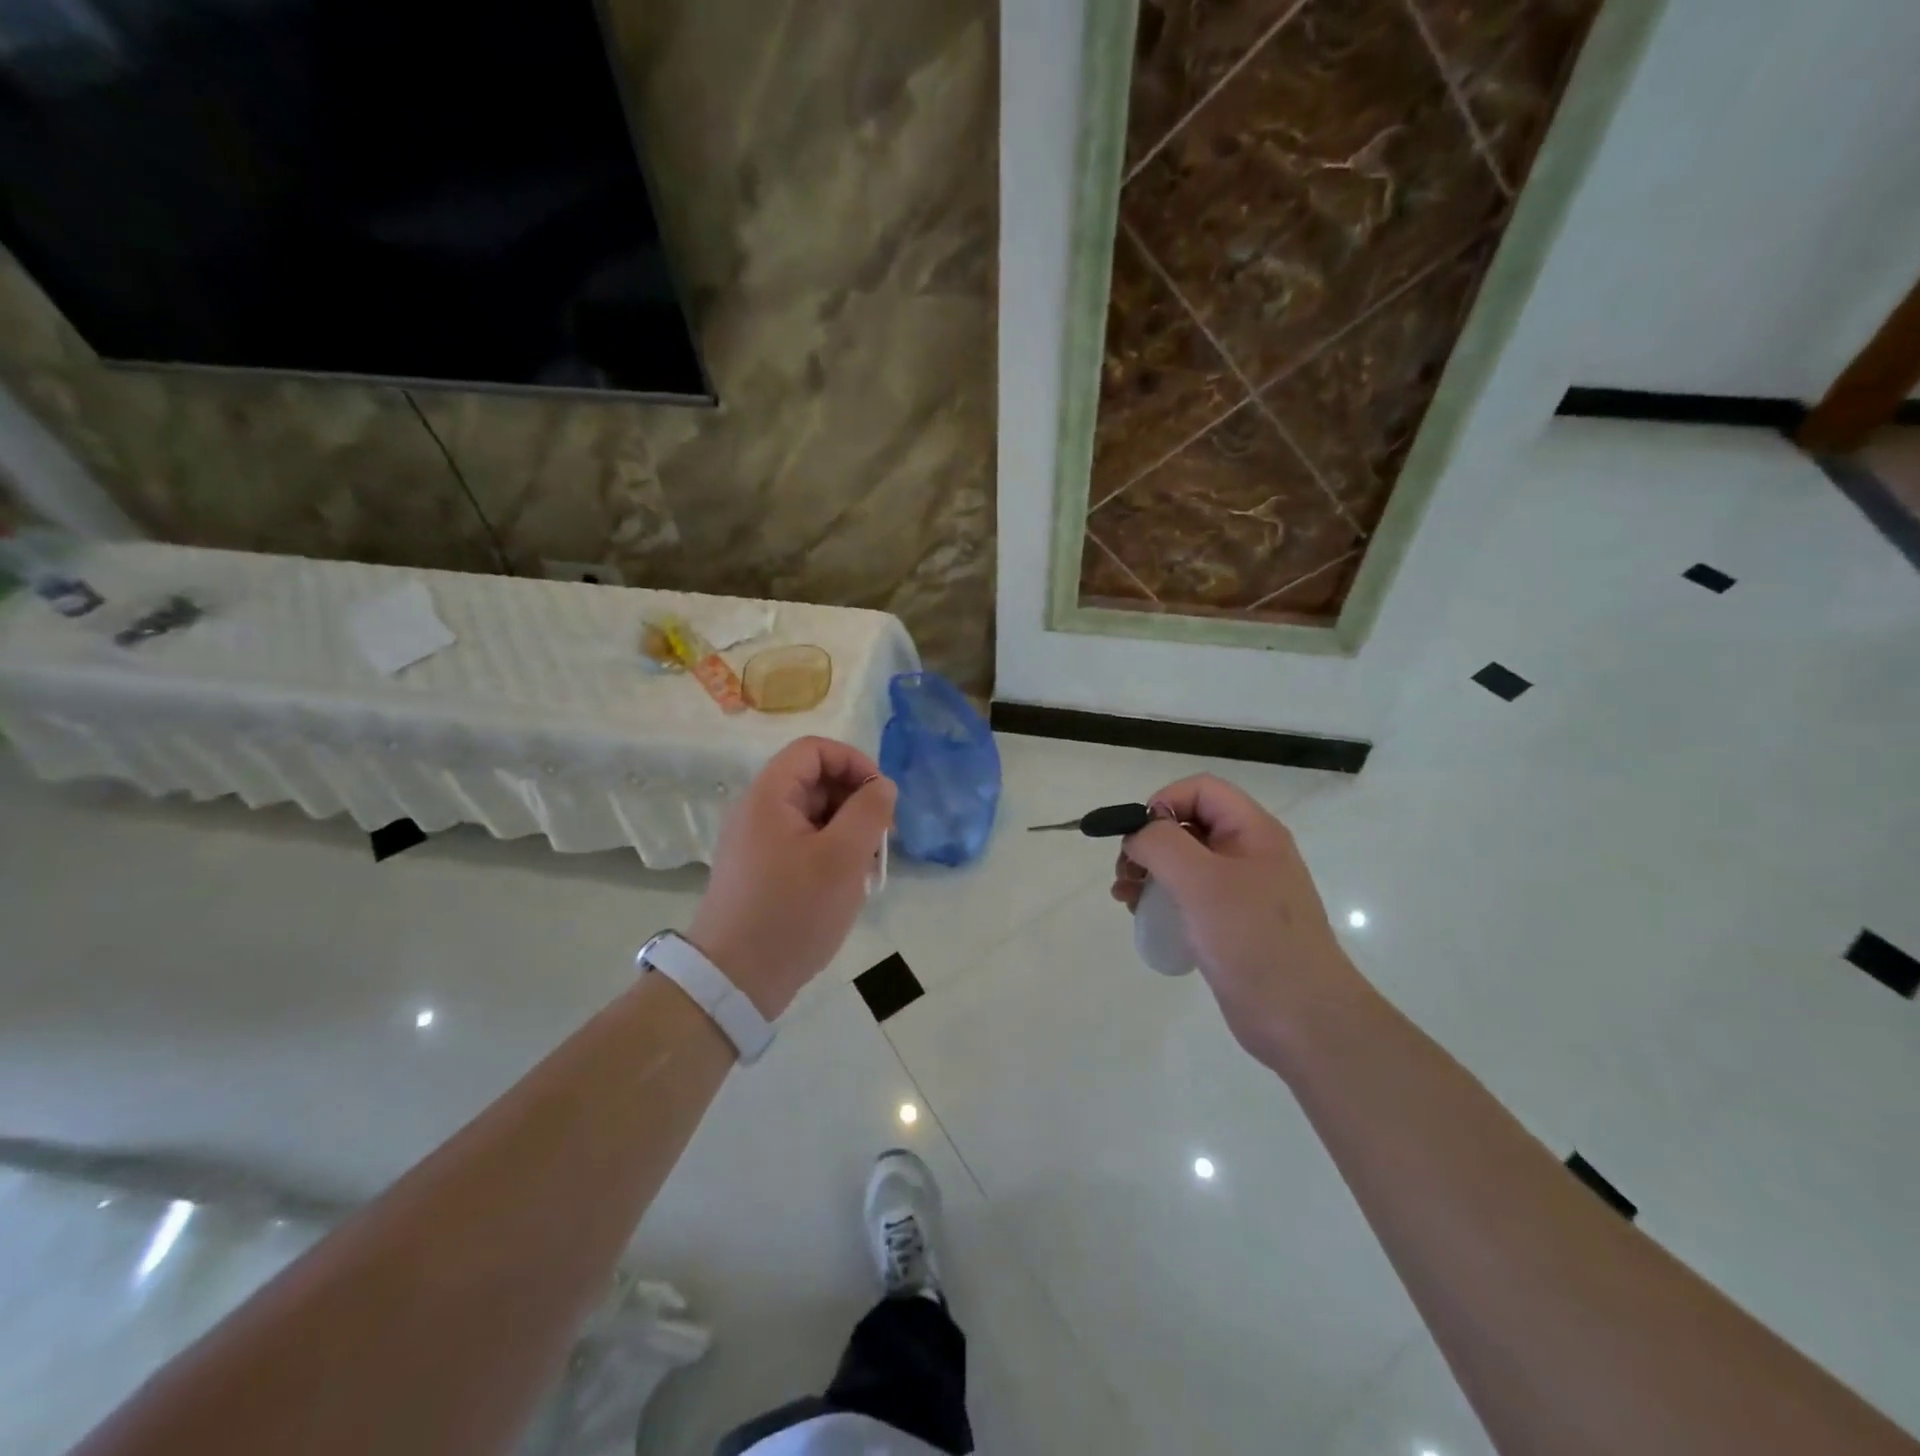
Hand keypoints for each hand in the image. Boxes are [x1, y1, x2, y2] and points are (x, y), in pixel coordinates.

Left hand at [688, 736, 895, 1019]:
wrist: (734, 981)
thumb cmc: (792, 912)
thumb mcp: (843, 858)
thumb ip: (869, 811)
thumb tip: (883, 785)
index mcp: (769, 796)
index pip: (814, 750)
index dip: (853, 762)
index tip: (882, 796)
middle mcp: (757, 811)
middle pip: (813, 780)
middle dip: (855, 799)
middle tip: (882, 837)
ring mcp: (756, 843)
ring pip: (811, 815)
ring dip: (846, 829)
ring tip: (868, 865)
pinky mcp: (760, 871)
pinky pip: (801, 842)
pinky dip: (830, 851)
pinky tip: (846, 883)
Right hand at [1113, 775, 1362, 1066]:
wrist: (1302, 1021)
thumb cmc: (1253, 941)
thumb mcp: (1202, 881)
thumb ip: (1162, 843)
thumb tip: (1138, 835)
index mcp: (1253, 831)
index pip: (1200, 790)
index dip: (1163, 803)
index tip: (1139, 840)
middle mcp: (1248, 853)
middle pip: (1188, 823)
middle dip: (1148, 841)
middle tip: (1125, 874)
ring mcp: (1240, 890)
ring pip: (1184, 861)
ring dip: (1148, 870)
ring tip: (1124, 896)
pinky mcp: (1230, 923)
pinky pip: (1188, 894)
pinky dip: (1160, 897)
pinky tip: (1141, 916)